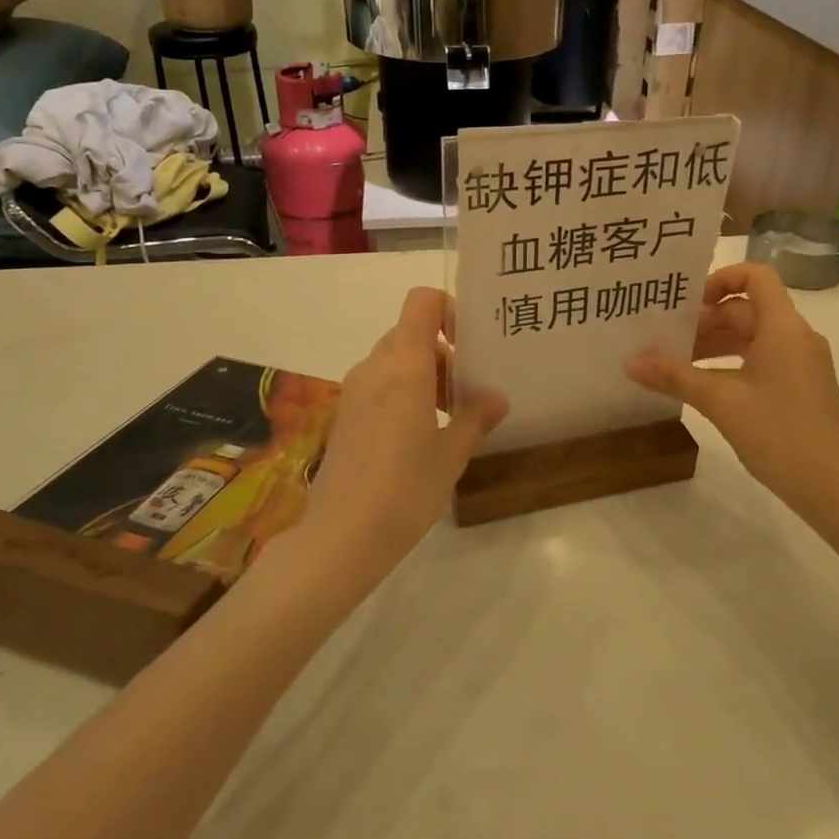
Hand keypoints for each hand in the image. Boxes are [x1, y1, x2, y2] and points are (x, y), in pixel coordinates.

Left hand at [306, 288, 507, 572]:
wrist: (342, 536)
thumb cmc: (405, 490)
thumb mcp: (451, 454)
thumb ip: (476, 418)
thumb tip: (497, 397)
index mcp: (404, 366)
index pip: (422, 302)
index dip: (449, 310)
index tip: (470, 344)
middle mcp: (375, 367)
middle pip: (410, 332)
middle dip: (443, 352)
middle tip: (468, 389)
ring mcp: (354, 390)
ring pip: (394, 360)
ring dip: (424, 374)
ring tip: (449, 416)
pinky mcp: (345, 414)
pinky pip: (379, 383)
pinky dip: (403, 391)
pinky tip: (419, 434)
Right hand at [625, 264, 838, 510]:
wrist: (834, 488)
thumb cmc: (780, 433)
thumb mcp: (721, 402)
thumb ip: (675, 377)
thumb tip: (629, 363)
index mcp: (783, 327)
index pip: (756, 276)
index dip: (721, 278)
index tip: (688, 302)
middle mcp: (795, 337)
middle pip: (746, 309)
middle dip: (705, 320)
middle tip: (664, 336)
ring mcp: (800, 363)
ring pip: (751, 337)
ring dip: (714, 344)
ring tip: (673, 361)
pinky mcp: (799, 387)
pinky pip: (760, 360)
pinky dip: (730, 364)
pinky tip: (700, 385)